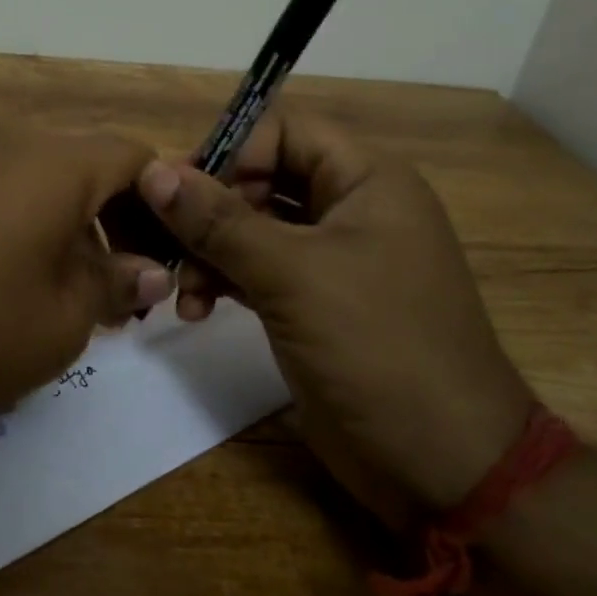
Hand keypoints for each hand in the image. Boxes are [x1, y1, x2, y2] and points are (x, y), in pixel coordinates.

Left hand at [0, 125, 173, 429]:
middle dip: (126, 221)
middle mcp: (17, 142)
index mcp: (59, 161)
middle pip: (96, 164)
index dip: (167, 208)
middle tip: (131, 286)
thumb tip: (151, 273)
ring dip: (83, 227)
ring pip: (53, 180)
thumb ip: (117, 284)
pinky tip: (31, 282)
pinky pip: (12, 192)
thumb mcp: (64, 318)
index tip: (171, 262)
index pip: (140, 159)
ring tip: (84, 293)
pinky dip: (39, 226)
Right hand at [135, 112, 531, 518]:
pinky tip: (195, 310)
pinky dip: (222, 282)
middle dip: (208, 210)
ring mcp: (330, 260)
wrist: (442, 464)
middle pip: (260, 180)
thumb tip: (154, 171)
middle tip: (164, 243)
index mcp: (365, 180)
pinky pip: (255, 271)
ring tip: (181, 292)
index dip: (229, 152)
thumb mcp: (294, 276)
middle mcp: (348, 209)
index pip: (282, 131)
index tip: (177, 192)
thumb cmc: (378, 349)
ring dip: (208, 252)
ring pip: (251, 229)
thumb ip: (220, 221)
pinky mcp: (312, 304)